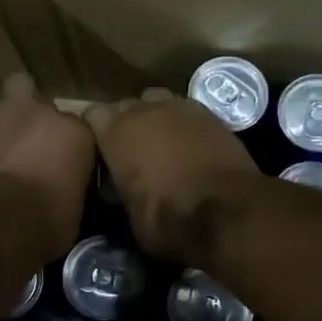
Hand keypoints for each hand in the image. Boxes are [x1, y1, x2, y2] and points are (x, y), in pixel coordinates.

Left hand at [0, 73, 95, 265]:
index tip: (61, 161)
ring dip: (14, 103)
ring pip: (17, 85)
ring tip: (7, 126)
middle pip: (48, 103)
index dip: (68, 145)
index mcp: (80, 135)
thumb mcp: (74, 211)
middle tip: (31, 141)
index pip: (80, 129)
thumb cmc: (44, 223)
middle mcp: (49, 112)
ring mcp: (12, 108)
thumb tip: (66, 190)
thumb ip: (72, 187)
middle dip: (40, 118)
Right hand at [85, 89, 259, 263]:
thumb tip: (120, 191)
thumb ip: (120, 191)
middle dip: (125, 123)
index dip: (96, 130)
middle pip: (125, 106)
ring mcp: (177, 107)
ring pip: (155, 100)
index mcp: (115, 134)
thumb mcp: (130, 217)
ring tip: (161, 141)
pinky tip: (189, 143)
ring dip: (154, 117)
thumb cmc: (170, 220)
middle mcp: (143, 111)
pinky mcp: (207, 112)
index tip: (100, 149)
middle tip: (131, 150)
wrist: (228, 211)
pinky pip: (184, 108)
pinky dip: (182, 122)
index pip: (93, 114)